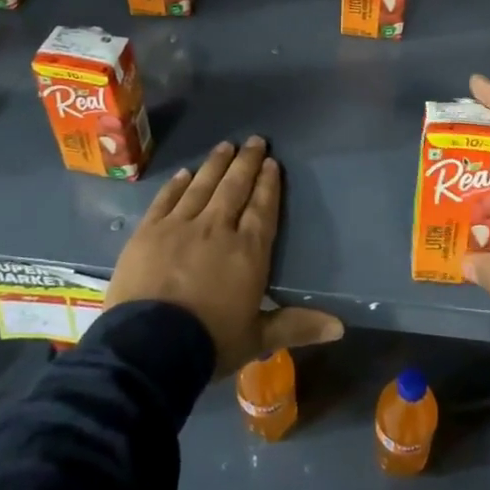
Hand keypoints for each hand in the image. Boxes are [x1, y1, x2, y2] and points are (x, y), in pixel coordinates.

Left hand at [106, 136, 343, 375]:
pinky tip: (184, 173)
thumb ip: (296, 325)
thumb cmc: (209, 343)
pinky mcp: (148, 231)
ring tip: (225, 146)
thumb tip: (341, 326)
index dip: (268, 184)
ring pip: (202, 186)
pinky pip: (166, 200)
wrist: (148, 348)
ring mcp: (180, 226)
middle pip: (234, 188)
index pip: (262, 208)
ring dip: (216, 164)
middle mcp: (216, 228)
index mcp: (247, 251)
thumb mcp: (257, 339)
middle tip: (254, 140)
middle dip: (246, 163)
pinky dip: (177, 184)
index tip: (272, 163)